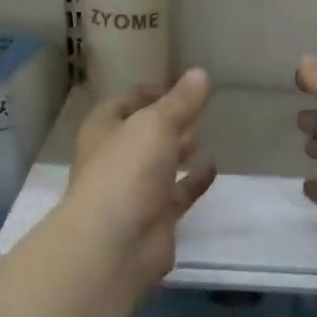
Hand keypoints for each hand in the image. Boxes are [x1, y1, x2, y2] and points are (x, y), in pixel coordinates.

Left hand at [65, 70, 217, 288]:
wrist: (115, 243)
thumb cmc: (126, 172)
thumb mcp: (155, 125)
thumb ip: (180, 102)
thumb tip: (200, 73)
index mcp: (103, 132)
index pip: (120, 104)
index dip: (144, 94)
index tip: (171, 86)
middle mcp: (115, 160)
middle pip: (140, 136)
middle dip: (164, 124)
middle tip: (194, 111)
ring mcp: (134, 192)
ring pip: (158, 166)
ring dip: (177, 152)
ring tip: (203, 137)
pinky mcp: (155, 219)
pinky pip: (177, 194)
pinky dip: (193, 181)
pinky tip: (213, 168)